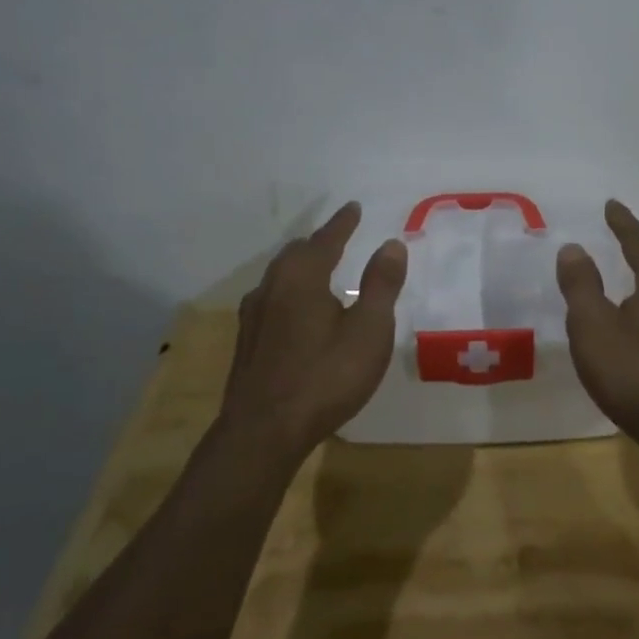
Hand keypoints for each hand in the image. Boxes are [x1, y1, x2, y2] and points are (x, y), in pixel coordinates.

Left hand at [221, 203, 407, 453]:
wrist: (263, 432)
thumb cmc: (325, 377)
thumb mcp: (369, 331)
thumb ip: (381, 285)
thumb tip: (391, 244)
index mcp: (302, 277)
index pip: (326, 239)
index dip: (343, 223)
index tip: (353, 207)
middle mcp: (272, 287)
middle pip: (296, 254)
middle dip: (319, 242)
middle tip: (339, 237)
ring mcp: (253, 316)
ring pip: (279, 277)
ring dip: (302, 267)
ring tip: (320, 270)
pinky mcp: (247, 342)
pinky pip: (272, 300)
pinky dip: (290, 291)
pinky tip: (297, 312)